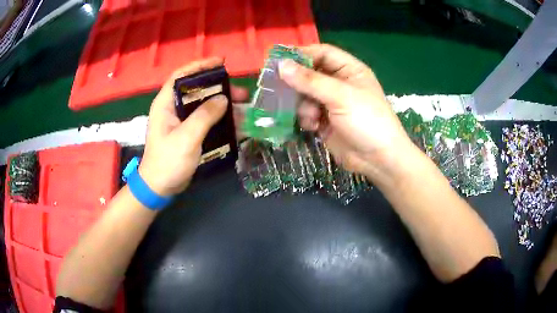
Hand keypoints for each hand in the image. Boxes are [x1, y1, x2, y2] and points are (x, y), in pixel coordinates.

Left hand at [139, 58, 247, 195]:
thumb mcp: (186, 137)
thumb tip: (223, 99)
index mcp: (166, 103)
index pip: (181, 76)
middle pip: (197, 90)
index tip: (221, 62)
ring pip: (205, 106)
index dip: (200, 66)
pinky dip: (221, 121)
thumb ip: (204, 116)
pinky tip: (237, 125)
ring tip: (244, 110)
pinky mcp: (189, 133)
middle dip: (220, 89)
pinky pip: (207, 121)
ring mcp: (181, 121)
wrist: (160, 187)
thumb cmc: (168, 161)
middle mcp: (173, 108)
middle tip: (241, 93)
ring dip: (224, 106)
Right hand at [279, 44, 414, 180]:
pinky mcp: (324, 121)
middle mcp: (339, 83)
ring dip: (302, 104)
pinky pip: (306, 112)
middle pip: (310, 73)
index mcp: (349, 70)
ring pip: (305, 94)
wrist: (378, 160)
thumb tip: (281, 65)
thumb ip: (310, 80)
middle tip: (277, 87)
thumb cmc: (366, 121)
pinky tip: (312, 126)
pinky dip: (305, 118)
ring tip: (310, 115)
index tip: (279, 61)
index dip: (302, 54)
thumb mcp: (340, 96)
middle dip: (297, 82)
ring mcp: (331, 102)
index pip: (322, 53)